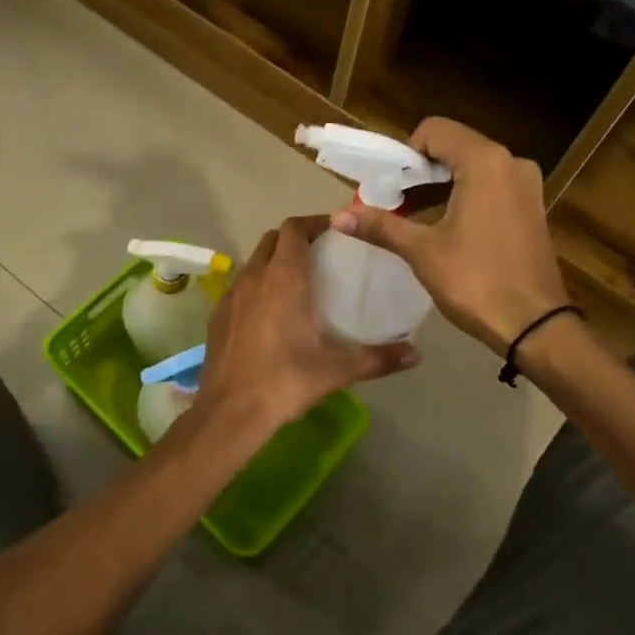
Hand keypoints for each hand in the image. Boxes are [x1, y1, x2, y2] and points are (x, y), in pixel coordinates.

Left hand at [200, 217, 419, 428]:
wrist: (230, 411)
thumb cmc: (286, 381)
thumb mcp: (337, 371)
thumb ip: (378, 358)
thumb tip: (416, 355)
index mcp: (284, 278)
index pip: (295, 228)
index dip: (315, 223)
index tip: (336, 230)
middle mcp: (255, 276)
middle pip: (273, 239)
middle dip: (296, 238)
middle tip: (321, 253)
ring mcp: (231, 294)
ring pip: (255, 261)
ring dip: (275, 260)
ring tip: (299, 280)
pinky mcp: (217, 314)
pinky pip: (241, 285)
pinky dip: (258, 284)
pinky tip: (271, 312)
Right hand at [332, 118, 571, 354]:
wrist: (535, 327)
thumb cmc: (476, 282)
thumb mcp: (423, 251)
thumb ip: (381, 226)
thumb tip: (338, 217)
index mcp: (485, 162)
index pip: (435, 131)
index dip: (404, 154)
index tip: (387, 186)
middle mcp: (511, 163)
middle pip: (453, 146)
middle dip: (418, 171)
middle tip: (391, 202)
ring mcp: (525, 185)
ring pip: (471, 167)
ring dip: (438, 184)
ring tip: (410, 216)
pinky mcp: (530, 207)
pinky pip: (489, 185)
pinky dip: (461, 195)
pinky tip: (441, 225)